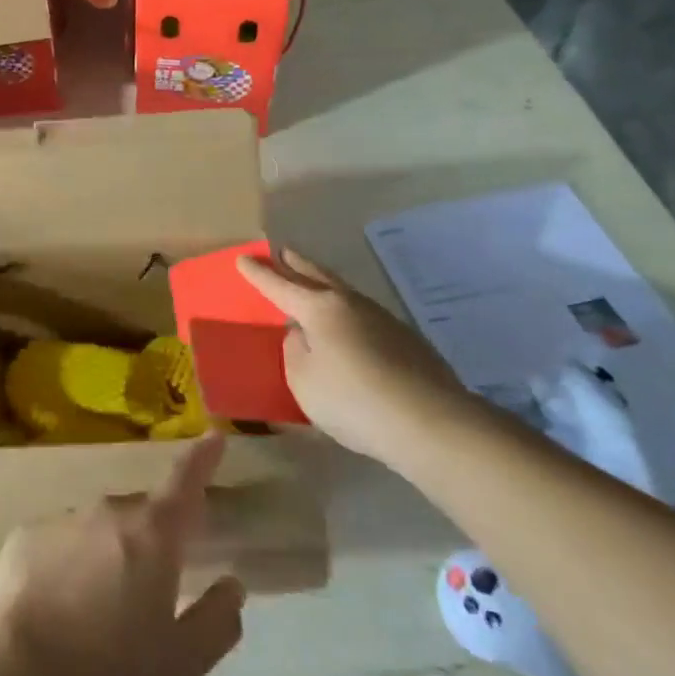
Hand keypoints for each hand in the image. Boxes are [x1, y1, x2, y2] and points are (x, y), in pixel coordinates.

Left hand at [0, 432, 244, 675]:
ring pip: (98, 527)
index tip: (214, 436)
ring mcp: (62, 518)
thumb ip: (217, 620)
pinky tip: (57, 604)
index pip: (185, 481)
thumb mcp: (181, 663)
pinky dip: (67, 562)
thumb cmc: (110, 673)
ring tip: (97, 608)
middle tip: (147, 589)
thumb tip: (231, 584)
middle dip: (150, 538)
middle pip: (141, 514)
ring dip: (107, 552)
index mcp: (152, 534)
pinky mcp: (25, 534)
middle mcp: (107, 511)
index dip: (202, 457)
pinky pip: (60, 540)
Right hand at [238, 249, 470, 460]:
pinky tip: (346, 326)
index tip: (243, 258)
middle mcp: (349, 304)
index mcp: (319, 309)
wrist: (431, 423)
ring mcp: (382, 319)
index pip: (279, 286)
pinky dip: (345, 311)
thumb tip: (304, 335)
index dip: (259, 274)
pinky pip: (363, 315)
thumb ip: (295, 352)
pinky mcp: (406, 339)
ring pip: (343, 292)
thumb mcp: (303, 380)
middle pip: (316, 275)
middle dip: (295, 264)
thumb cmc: (353, 400)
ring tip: (311, 283)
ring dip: (323, 283)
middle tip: (281, 252)